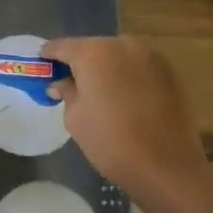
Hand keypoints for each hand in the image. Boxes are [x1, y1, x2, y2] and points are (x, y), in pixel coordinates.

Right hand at [45, 35, 208, 212]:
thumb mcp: (75, 119)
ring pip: (118, 55)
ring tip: (100, 89)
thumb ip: (67, 92)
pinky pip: (138, 66)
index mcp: (93, 53)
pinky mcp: (169, 71)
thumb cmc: (111, 142)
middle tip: (71, 80)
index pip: (62, 46)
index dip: (50, 55)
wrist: (167, 167)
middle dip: (80, 61)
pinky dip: (128, 75)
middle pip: (92, 47)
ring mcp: (149, 56)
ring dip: (106, 67)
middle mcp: (122, 45)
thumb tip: (62, 83)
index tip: (42, 64)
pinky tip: (125, 96)